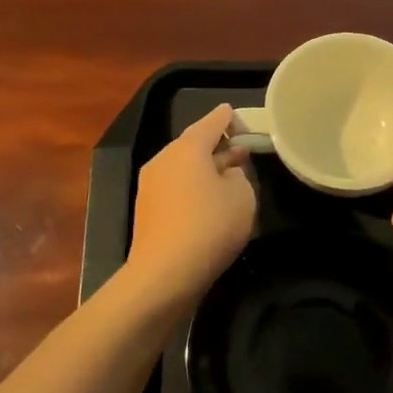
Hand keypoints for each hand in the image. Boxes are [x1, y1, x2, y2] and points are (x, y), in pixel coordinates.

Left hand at [127, 103, 256, 302]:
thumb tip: (227, 171)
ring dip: (205, 170)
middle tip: (243, 158)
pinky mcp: (146, 208)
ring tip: (228, 185)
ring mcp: (150, 184)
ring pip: (184, 166)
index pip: (213, 120)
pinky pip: (175, 187)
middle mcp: (164, 158)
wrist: (164, 274)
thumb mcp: (243, 196)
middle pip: (195, 143)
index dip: (232, 119)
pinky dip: (193, 189)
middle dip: (219, 148)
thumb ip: (240, 174)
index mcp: (188, 147)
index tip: (245, 126)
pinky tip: (208, 207)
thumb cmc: (210, 226)